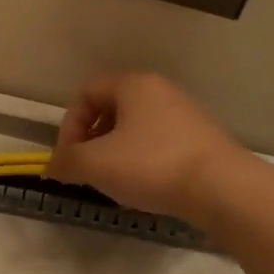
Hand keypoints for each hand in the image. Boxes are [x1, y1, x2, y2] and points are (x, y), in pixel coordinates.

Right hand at [46, 72, 246, 224]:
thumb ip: (65, 162)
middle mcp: (160, 91)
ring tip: (115, 183)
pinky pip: (158, 144)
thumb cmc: (150, 165)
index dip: (69, 125)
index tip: (69, 157)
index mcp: (133, 85)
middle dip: (92, 141)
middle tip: (88, 170)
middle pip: (111, 110)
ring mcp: (185, 115)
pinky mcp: (201, 140)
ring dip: (116, 154)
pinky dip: (142, 162)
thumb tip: (52, 166)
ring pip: (135, 129)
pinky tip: (145, 188)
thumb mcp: (94, 164)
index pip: (87, 93)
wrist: (221, 188)